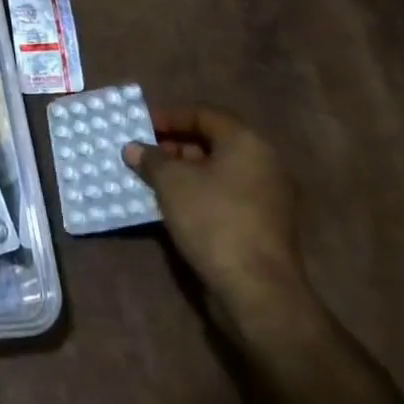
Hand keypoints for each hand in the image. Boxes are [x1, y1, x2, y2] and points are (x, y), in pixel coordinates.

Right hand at [124, 108, 307, 333]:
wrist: (257, 289)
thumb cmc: (212, 219)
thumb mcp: (170, 182)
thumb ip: (150, 159)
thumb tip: (133, 148)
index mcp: (247, 142)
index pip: (203, 114)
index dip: (169, 117)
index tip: (141, 128)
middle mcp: (264, 163)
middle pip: (213, 142)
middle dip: (176, 147)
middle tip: (145, 155)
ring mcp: (269, 197)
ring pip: (220, 172)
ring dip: (186, 173)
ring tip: (154, 181)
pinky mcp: (266, 225)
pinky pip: (228, 196)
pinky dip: (201, 194)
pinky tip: (175, 206)